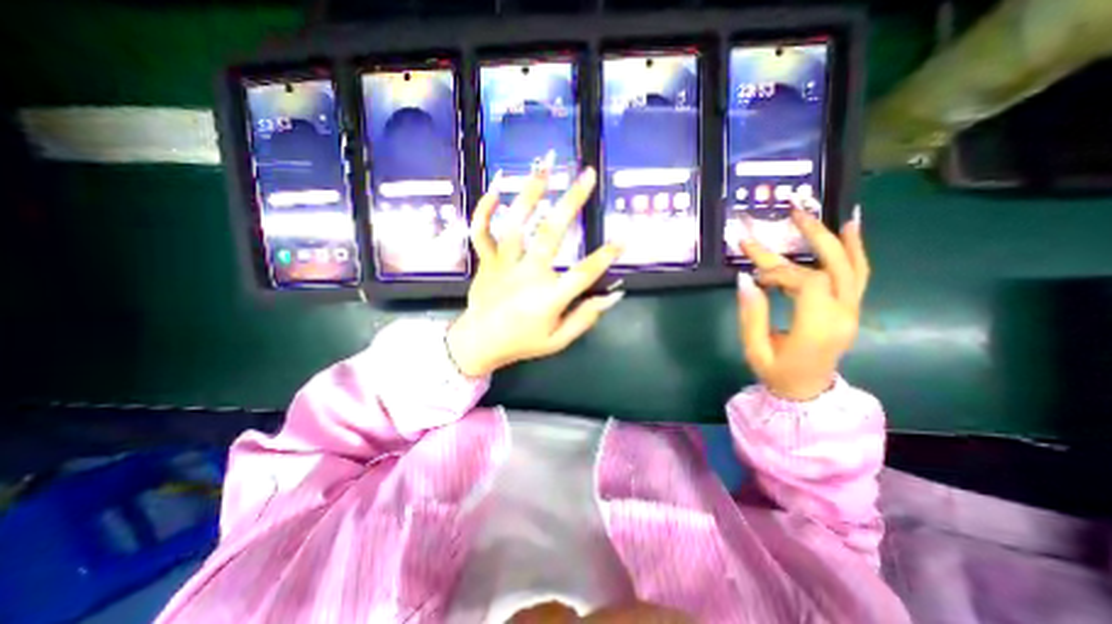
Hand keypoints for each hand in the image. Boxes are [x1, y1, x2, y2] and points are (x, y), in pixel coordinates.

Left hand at [449, 159, 623, 377]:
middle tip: (588, 175)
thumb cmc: (522, 342)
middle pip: (550, 235)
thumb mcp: (558, 341)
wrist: (478, 344)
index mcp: (548, 298)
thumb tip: (612, 297)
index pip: (583, 274)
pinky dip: (484, 211)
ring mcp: (503, 265)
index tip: (623, 238)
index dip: (605, 257)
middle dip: (572, 202)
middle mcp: (527, 275)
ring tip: (546, 165)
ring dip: (530, 193)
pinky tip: (495, 189)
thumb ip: (585, 318)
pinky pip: (481, 233)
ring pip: (515, 224)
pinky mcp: (486, 261)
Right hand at [735, 198, 873, 398]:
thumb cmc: (776, 373)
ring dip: (837, 238)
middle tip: (794, 213)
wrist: (807, 392)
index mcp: (818, 328)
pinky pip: (858, 275)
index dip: (779, 271)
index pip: (806, 282)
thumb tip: (744, 278)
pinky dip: (854, 250)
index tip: (755, 275)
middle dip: (814, 236)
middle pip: (836, 267)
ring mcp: (851, 312)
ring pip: (853, 267)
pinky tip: (848, 230)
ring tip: (825, 213)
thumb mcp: (754, 349)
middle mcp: (842, 315)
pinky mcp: (850, 309)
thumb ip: (750, 314)